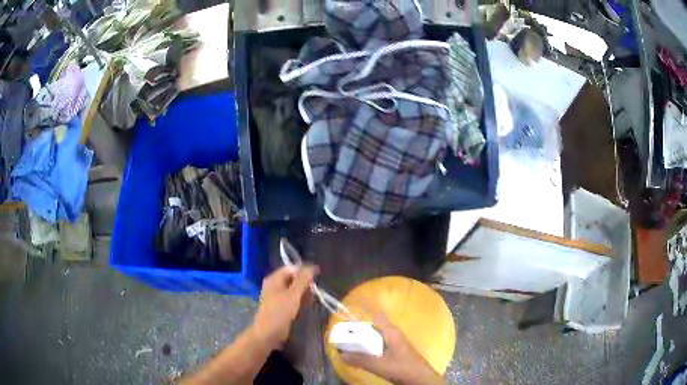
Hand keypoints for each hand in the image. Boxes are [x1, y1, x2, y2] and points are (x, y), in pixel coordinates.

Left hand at [252, 265, 317, 350]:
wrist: (268, 334)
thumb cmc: (279, 313)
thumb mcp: (293, 295)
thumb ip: (302, 280)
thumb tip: (311, 266)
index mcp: (274, 279)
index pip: (291, 268)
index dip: (304, 271)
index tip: (316, 278)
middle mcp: (274, 285)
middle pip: (292, 278)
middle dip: (304, 284)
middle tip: (313, 292)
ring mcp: (276, 296)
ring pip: (293, 290)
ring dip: (303, 293)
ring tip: (310, 301)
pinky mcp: (280, 306)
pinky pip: (291, 299)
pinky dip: (299, 301)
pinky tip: (305, 307)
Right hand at [341, 313, 443, 384]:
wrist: (420, 378)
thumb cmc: (402, 367)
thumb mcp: (379, 365)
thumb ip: (360, 359)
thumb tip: (341, 354)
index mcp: (391, 332)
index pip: (377, 315)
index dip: (364, 312)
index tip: (348, 315)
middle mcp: (393, 334)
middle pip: (373, 327)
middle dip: (358, 331)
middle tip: (343, 336)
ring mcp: (395, 343)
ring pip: (375, 337)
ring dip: (363, 341)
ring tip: (349, 347)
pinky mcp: (395, 352)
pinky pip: (379, 346)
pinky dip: (369, 349)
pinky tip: (362, 357)